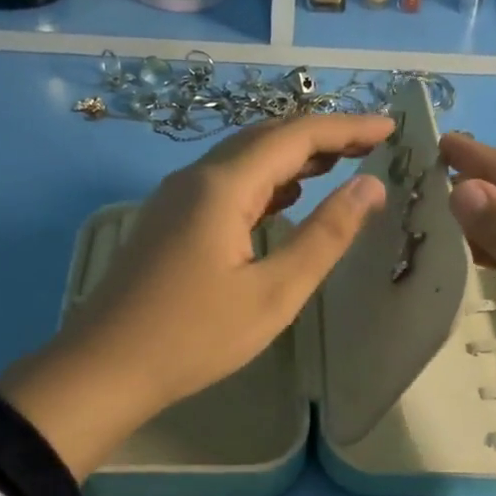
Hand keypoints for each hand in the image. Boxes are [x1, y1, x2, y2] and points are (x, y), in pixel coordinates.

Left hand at [0, 114, 392, 480]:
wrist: (105, 367)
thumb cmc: (195, 337)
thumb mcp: (273, 293)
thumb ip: (325, 236)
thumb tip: (370, 187)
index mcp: (223, 186)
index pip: (296, 136)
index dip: (347, 128)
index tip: (391, 129)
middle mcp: (196, 178)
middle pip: (266, 138)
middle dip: (322, 137)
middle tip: (371, 146)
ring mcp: (176, 199)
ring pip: (243, 160)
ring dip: (292, 158)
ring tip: (338, 166)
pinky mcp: (169, 223)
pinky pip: (226, 185)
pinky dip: (265, 183)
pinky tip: (285, 200)